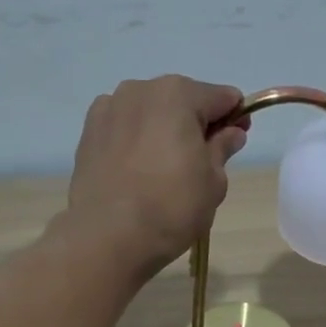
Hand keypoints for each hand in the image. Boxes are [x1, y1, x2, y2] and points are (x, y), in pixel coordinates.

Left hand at [67, 75, 247, 276]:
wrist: (108, 236)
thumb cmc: (172, 206)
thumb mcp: (213, 181)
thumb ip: (222, 149)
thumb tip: (230, 133)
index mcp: (178, 94)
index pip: (221, 97)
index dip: (235, 117)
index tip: (237, 140)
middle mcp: (140, 90)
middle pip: (181, 101)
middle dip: (196, 123)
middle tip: (201, 161)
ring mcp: (109, 109)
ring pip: (149, 113)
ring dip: (163, 130)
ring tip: (165, 169)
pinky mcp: (87, 133)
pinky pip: (123, 129)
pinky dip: (135, 141)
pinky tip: (137, 171)